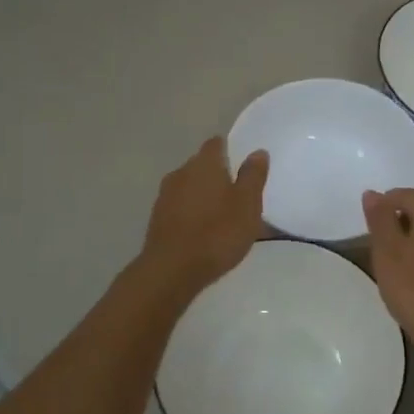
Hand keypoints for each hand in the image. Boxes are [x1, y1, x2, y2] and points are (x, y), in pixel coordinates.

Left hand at [138, 138, 268, 297]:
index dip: (230, 150)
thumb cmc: (217, 233)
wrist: (172, 269)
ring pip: (189, 187)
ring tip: (222, 216)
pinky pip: (180, 207)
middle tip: (238, 194)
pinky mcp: (157, 218)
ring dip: (204, 196)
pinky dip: (192, 213)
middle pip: (201, 165)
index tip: (243, 165)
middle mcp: (180, 172)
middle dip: (218, 175)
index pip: (216, 144)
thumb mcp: (247, 205)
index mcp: (204, 164)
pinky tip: (203, 232)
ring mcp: (165, 196)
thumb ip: (253, 176)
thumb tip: (257, 152)